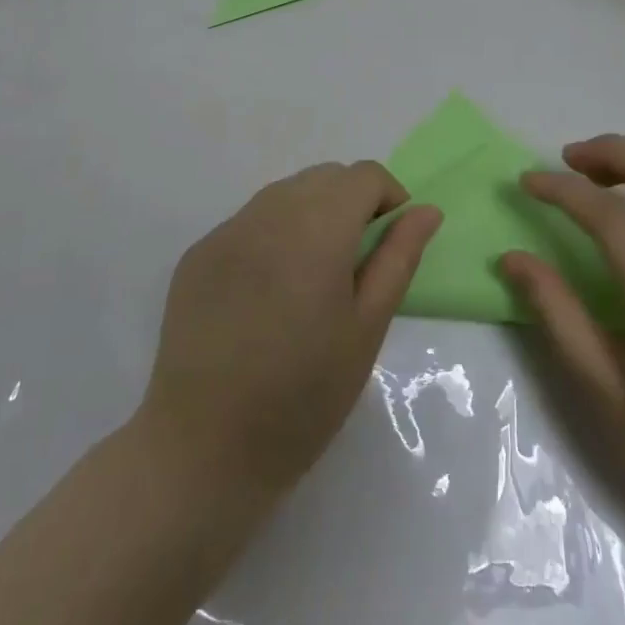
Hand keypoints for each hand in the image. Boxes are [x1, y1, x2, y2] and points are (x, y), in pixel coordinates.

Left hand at [137, 161, 441, 505]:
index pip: (363, 176)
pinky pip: (249, 221)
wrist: (203, 449)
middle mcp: (266, 214)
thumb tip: (426, 210)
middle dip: (352, 202)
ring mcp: (225, 232)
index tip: (392, 242)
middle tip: (357, 262)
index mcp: (315, 230)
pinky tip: (270, 291)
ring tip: (314, 275)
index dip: (389, 197)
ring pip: (284, 194)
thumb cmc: (303, 397)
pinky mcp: (197, 254)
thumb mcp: (366, 329)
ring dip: (312, 214)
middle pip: (324, 177)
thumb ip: (398, 258)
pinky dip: (273, 234)